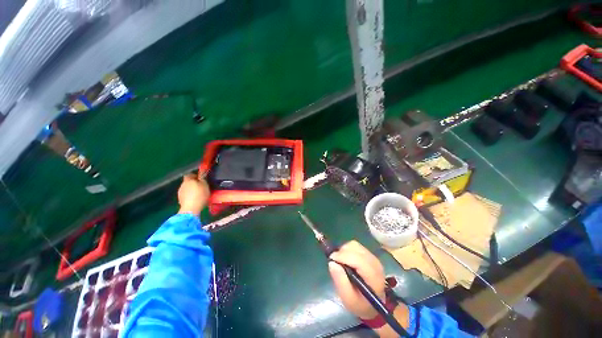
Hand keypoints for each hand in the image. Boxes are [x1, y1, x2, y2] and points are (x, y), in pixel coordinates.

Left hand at [177, 173, 209, 214]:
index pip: (189, 174)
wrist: (191, 208)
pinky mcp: (180, 200)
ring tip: (198, 194)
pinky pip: (186, 195)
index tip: (201, 179)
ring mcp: (180, 193)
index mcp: (188, 180)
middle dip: (193, 183)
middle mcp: (182, 185)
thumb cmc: (200, 194)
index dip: (195, 176)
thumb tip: (201, 175)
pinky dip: (190, 196)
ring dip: (191, 190)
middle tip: (201, 187)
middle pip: (188, 182)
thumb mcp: (205, 185)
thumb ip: (203, 179)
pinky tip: (195, 199)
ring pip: (186, 189)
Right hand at [328, 241, 385, 319]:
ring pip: (354, 245)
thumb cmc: (360, 304)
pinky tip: (347, 260)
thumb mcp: (348, 299)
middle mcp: (374, 263)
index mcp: (372, 276)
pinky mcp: (370, 254)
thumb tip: (332, 263)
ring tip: (341, 262)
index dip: (342, 256)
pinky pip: (356, 246)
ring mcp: (373, 257)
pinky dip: (348, 250)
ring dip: (344, 250)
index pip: (357, 259)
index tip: (331, 259)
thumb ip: (340, 281)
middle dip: (342, 252)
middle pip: (355, 248)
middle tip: (335, 262)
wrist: (373, 305)